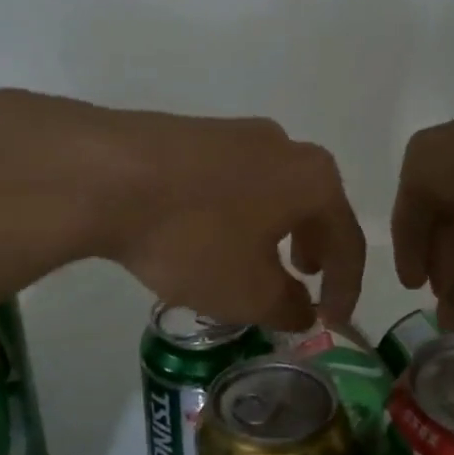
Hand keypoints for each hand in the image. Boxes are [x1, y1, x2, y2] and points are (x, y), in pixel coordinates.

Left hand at [91, 108, 364, 332]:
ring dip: (273, 230)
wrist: (106, 174)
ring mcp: (236, 133)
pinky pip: (234, 181)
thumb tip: (303, 310)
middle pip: (314, 206)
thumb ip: (288, 308)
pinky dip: (237, 213)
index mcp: (313, 179)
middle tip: (304, 279)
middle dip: (314, 249)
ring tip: (254, 260)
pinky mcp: (194, 133)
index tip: (333, 321)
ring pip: (272, 191)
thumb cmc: (195, 236)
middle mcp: (284, 146)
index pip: (347, 240)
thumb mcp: (248, 293)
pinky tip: (208, 235)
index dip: (346, 287)